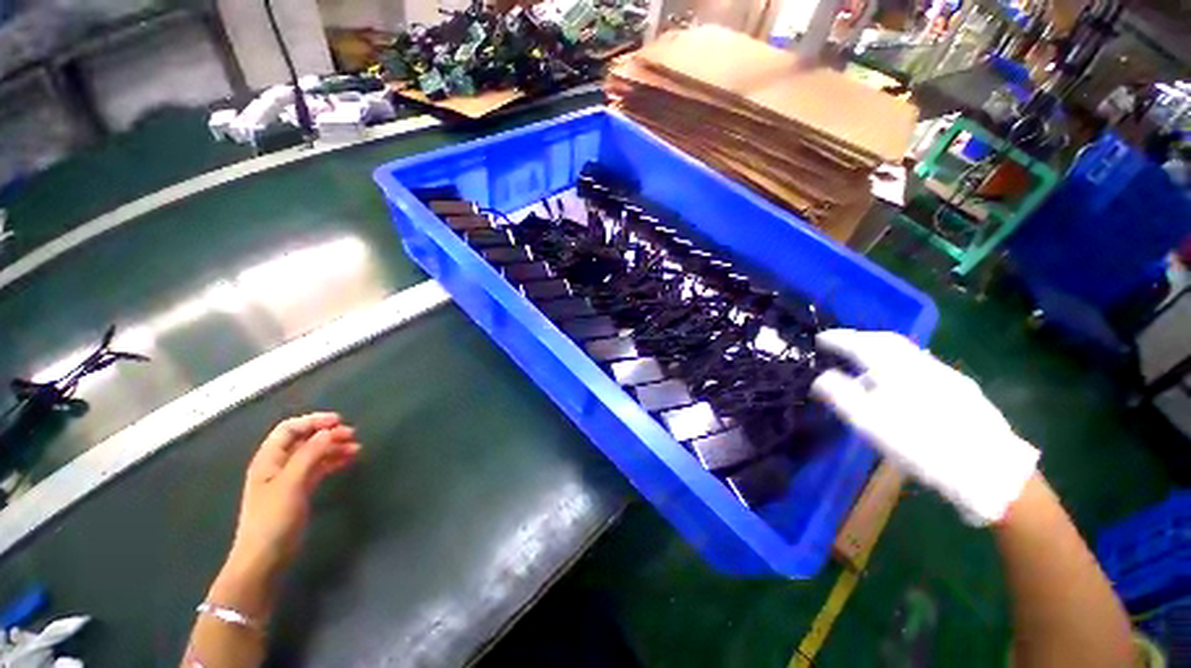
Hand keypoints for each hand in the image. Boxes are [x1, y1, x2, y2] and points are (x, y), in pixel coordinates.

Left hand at [211, 413, 360, 617]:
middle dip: (327, 434)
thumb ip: (309, 455)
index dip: (313, 421)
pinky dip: (332, 462)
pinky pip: (318, 468)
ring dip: (333, 448)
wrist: (265, 558)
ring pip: (313, 454)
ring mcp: (289, 479)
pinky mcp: (299, 491)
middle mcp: (278, 465)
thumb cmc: (273, 518)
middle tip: (353, 435)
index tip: (339, 421)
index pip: (289, 429)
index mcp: (269, 459)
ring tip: (356, 449)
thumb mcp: (291, 483)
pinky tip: (347, 461)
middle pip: (303, 440)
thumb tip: (328, 432)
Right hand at [811, 330, 1037, 525]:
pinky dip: (900, 364)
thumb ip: (842, 396)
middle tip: (840, 343)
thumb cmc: (923, 446)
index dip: (838, 338)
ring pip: (907, 352)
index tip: (819, 339)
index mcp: (897, 369)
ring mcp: (946, 375)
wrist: (989, 470)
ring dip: (881, 350)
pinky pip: (921, 365)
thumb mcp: (871, 425)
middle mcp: (922, 364)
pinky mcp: (962, 390)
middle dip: (860, 338)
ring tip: (865, 362)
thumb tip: (821, 378)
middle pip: (887, 341)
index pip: (861, 343)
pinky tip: (899, 383)